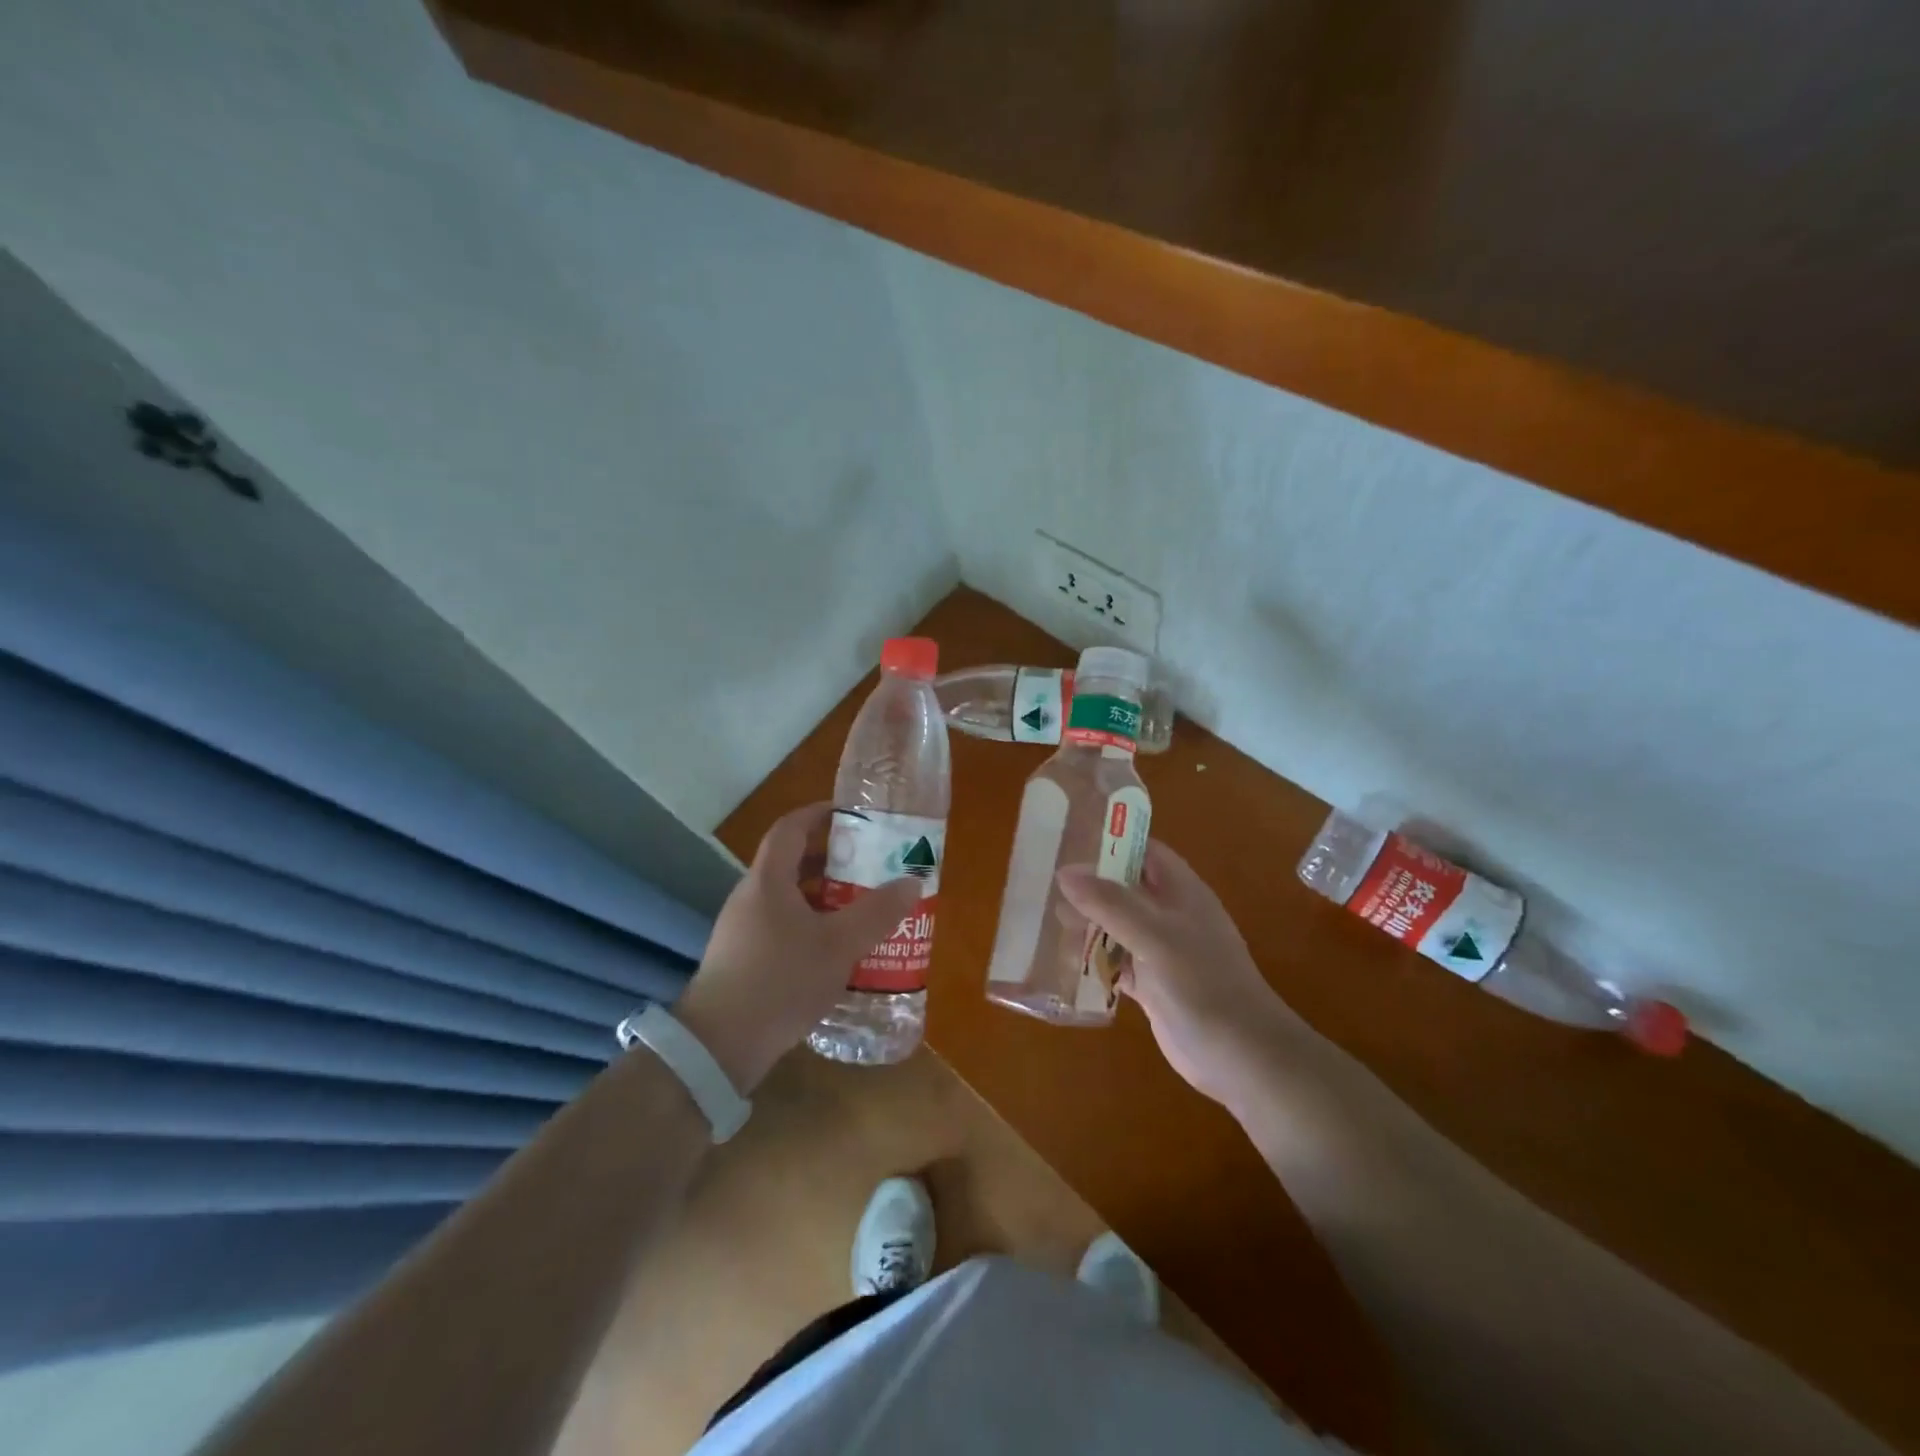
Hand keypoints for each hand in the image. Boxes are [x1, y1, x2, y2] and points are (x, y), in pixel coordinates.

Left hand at [674, 804, 922, 1093]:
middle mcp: (751, 896)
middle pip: (790, 861)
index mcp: (768, 880)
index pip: (790, 828)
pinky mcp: (742, 958)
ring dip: (823, 894)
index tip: (851, 815)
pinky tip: (834, 948)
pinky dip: (810, 923)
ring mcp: (742, 929)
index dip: (819, 814)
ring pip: (787, 896)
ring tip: (860, 905)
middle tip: (869, 864)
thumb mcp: (838, 946)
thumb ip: (877, 913)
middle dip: (831, 858)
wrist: (718, 1047)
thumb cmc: (780, 981)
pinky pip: (781, 924)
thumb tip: (912, 882)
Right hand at [1056, 842, 1288, 1107]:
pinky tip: (1065, 961)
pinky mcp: (1152, 985)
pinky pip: (1117, 962)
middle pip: (1126, 888)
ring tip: (1048, 920)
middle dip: (1090, 885)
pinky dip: (1094, 959)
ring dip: (1088, 923)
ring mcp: (1161, 951)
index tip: (1069, 839)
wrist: (1241, 1056)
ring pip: (1118, 926)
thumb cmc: (1202, 983)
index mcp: (1181, 892)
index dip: (1111, 841)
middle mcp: (1171, 915)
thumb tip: (1065, 871)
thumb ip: (1110, 903)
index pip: (1144, 851)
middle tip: (1046, 883)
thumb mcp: (1154, 936)